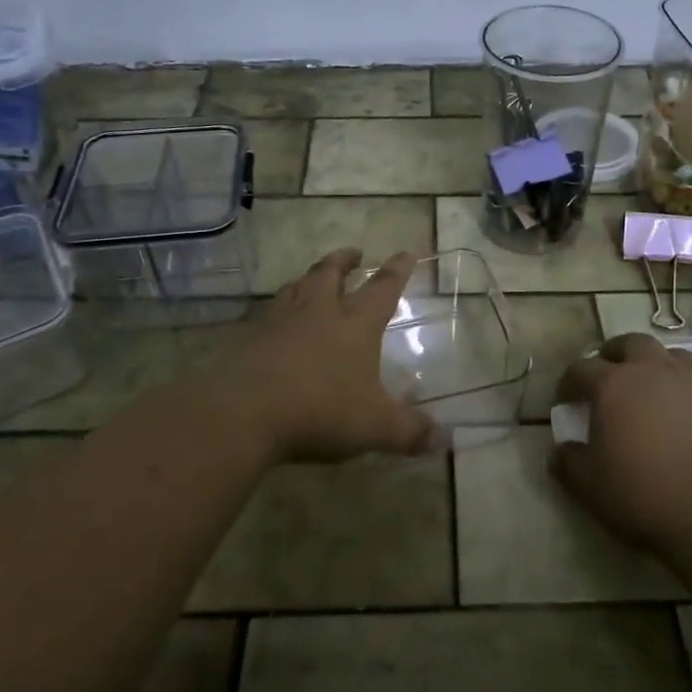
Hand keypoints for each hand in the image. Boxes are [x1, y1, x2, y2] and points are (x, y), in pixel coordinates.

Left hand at [235, 248, 443, 461]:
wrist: (245, 412)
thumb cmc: (321, 411)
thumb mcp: (375, 427)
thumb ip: (410, 432)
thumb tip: (446, 439)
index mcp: (355, 323)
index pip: (383, 288)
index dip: (398, 269)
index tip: (406, 252)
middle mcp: (319, 311)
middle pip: (331, 273)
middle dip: (345, 260)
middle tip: (354, 254)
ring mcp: (280, 320)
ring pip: (297, 285)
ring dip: (310, 277)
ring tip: (314, 277)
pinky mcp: (250, 336)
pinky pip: (268, 311)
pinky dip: (279, 307)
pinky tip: (277, 318)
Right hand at [552, 333, 691, 554]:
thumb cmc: (645, 495)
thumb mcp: (590, 486)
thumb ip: (568, 462)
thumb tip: (560, 450)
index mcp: (613, 385)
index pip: (581, 369)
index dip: (569, 382)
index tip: (566, 400)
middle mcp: (653, 370)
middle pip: (630, 344)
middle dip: (614, 355)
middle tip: (609, 377)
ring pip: (671, 355)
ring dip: (656, 365)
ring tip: (652, 389)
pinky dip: (688, 390)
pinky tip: (689, 415)